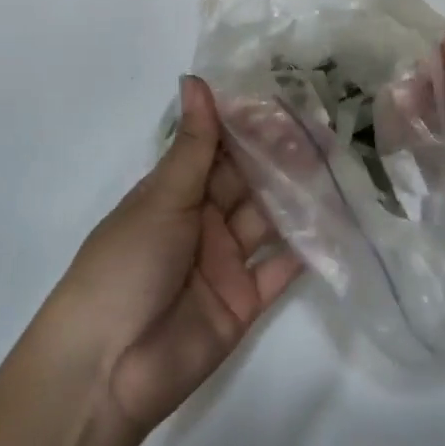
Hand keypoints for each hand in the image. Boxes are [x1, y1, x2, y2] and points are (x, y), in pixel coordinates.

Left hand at [45, 76, 301, 435]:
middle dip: (280, 159)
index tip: (288, 99)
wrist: (106, 366)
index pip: (219, 150)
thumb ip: (194, 145)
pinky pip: (280, 271)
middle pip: (248, 183)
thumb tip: (195, 79)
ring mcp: (225, 262)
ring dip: (298, 198)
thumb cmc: (126, 263)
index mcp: (176, 193)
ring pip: (268, 220)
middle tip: (325, 130)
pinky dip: (305, 250)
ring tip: (338, 167)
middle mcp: (203, 221)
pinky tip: (337, 223)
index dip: (250, 127)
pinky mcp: (245, 302)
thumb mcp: (161, 198)